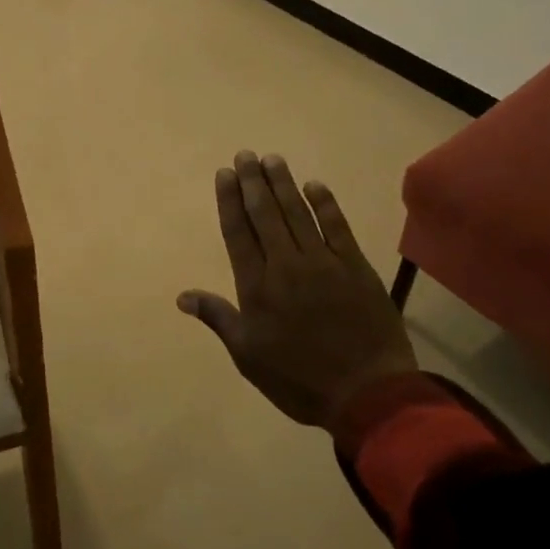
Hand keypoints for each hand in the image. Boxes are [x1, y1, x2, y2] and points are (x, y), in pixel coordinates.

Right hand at [179, 152, 416, 430]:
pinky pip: (336, 226)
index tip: (224, 173)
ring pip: (297, 213)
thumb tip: (182, 296)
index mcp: (257, 286)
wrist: (367, 393)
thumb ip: (218, 318)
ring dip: (283, 184)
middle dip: (252, 182)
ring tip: (272, 160)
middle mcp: (286, 264)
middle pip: (265, 214)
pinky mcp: (355, 266)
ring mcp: (323, 262)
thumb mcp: (248, 356)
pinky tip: (314, 185)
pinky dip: (324, 204)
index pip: (238, 232)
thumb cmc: (299, 379)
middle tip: (245, 155)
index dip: (230, 200)